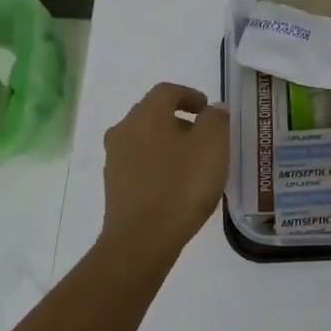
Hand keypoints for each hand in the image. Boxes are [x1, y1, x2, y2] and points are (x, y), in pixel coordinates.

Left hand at [100, 83, 229, 260]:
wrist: (142, 239)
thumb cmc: (181, 185)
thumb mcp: (212, 146)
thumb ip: (216, 120)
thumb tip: (214, 109)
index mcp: (146, 115)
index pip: (167, 91)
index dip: (190, 95)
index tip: (208, 109)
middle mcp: (124, 131)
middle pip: (152, 114)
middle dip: (178, 119)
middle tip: (203, 134)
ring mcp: (115, 160)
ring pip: (144, 140)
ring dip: (167, 143)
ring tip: (192, 161)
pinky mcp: (115, 187)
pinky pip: (140, 165)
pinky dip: (158, 165)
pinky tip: (175, 184)